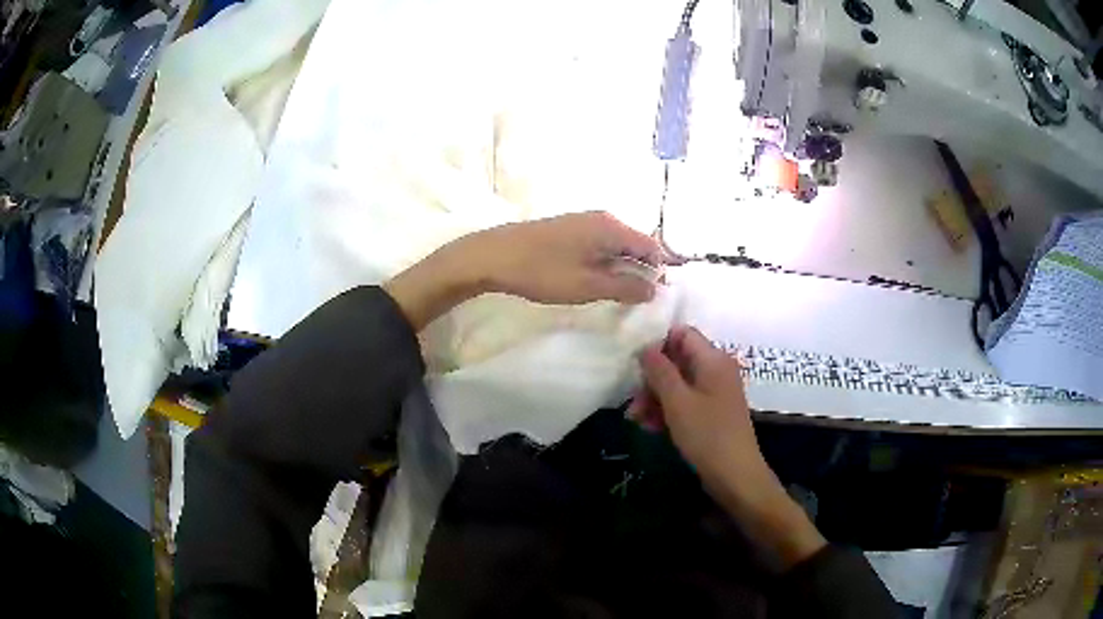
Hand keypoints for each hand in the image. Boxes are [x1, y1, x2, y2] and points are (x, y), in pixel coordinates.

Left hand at [385, 212, 661, 329]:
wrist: (492, 255)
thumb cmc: (543, 271)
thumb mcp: (588, 286)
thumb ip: (625, 288)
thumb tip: (654, 289)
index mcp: (612, 227)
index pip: (652, 247)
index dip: (658, 272)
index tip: (653, 297)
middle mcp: (603, 218)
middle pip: (635, 244)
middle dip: (640, 270)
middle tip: (632, 300)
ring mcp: (584, 220)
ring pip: (616, 245)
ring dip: (620, 268)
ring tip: (611, 294)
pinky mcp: (568, 228)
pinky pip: (599, 244)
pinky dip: (603, 262)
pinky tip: (592, 279)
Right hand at [633, 327, 826, 570]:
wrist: (735, 476)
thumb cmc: (707, 434)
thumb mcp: (677, 402)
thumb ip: (660, 370)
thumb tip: (645, 347)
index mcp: (713, 359)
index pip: (682, 334)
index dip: (657, 344)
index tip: (635, 363)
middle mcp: (716, 370)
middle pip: (677, 361)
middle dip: (652, 379)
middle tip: (632, 401)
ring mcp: (715, 393)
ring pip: (678, 384)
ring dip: (655, 398)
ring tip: (635, 419)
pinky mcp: (712, 413)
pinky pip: (686, 402)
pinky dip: (667, 411)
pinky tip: (650, 427)